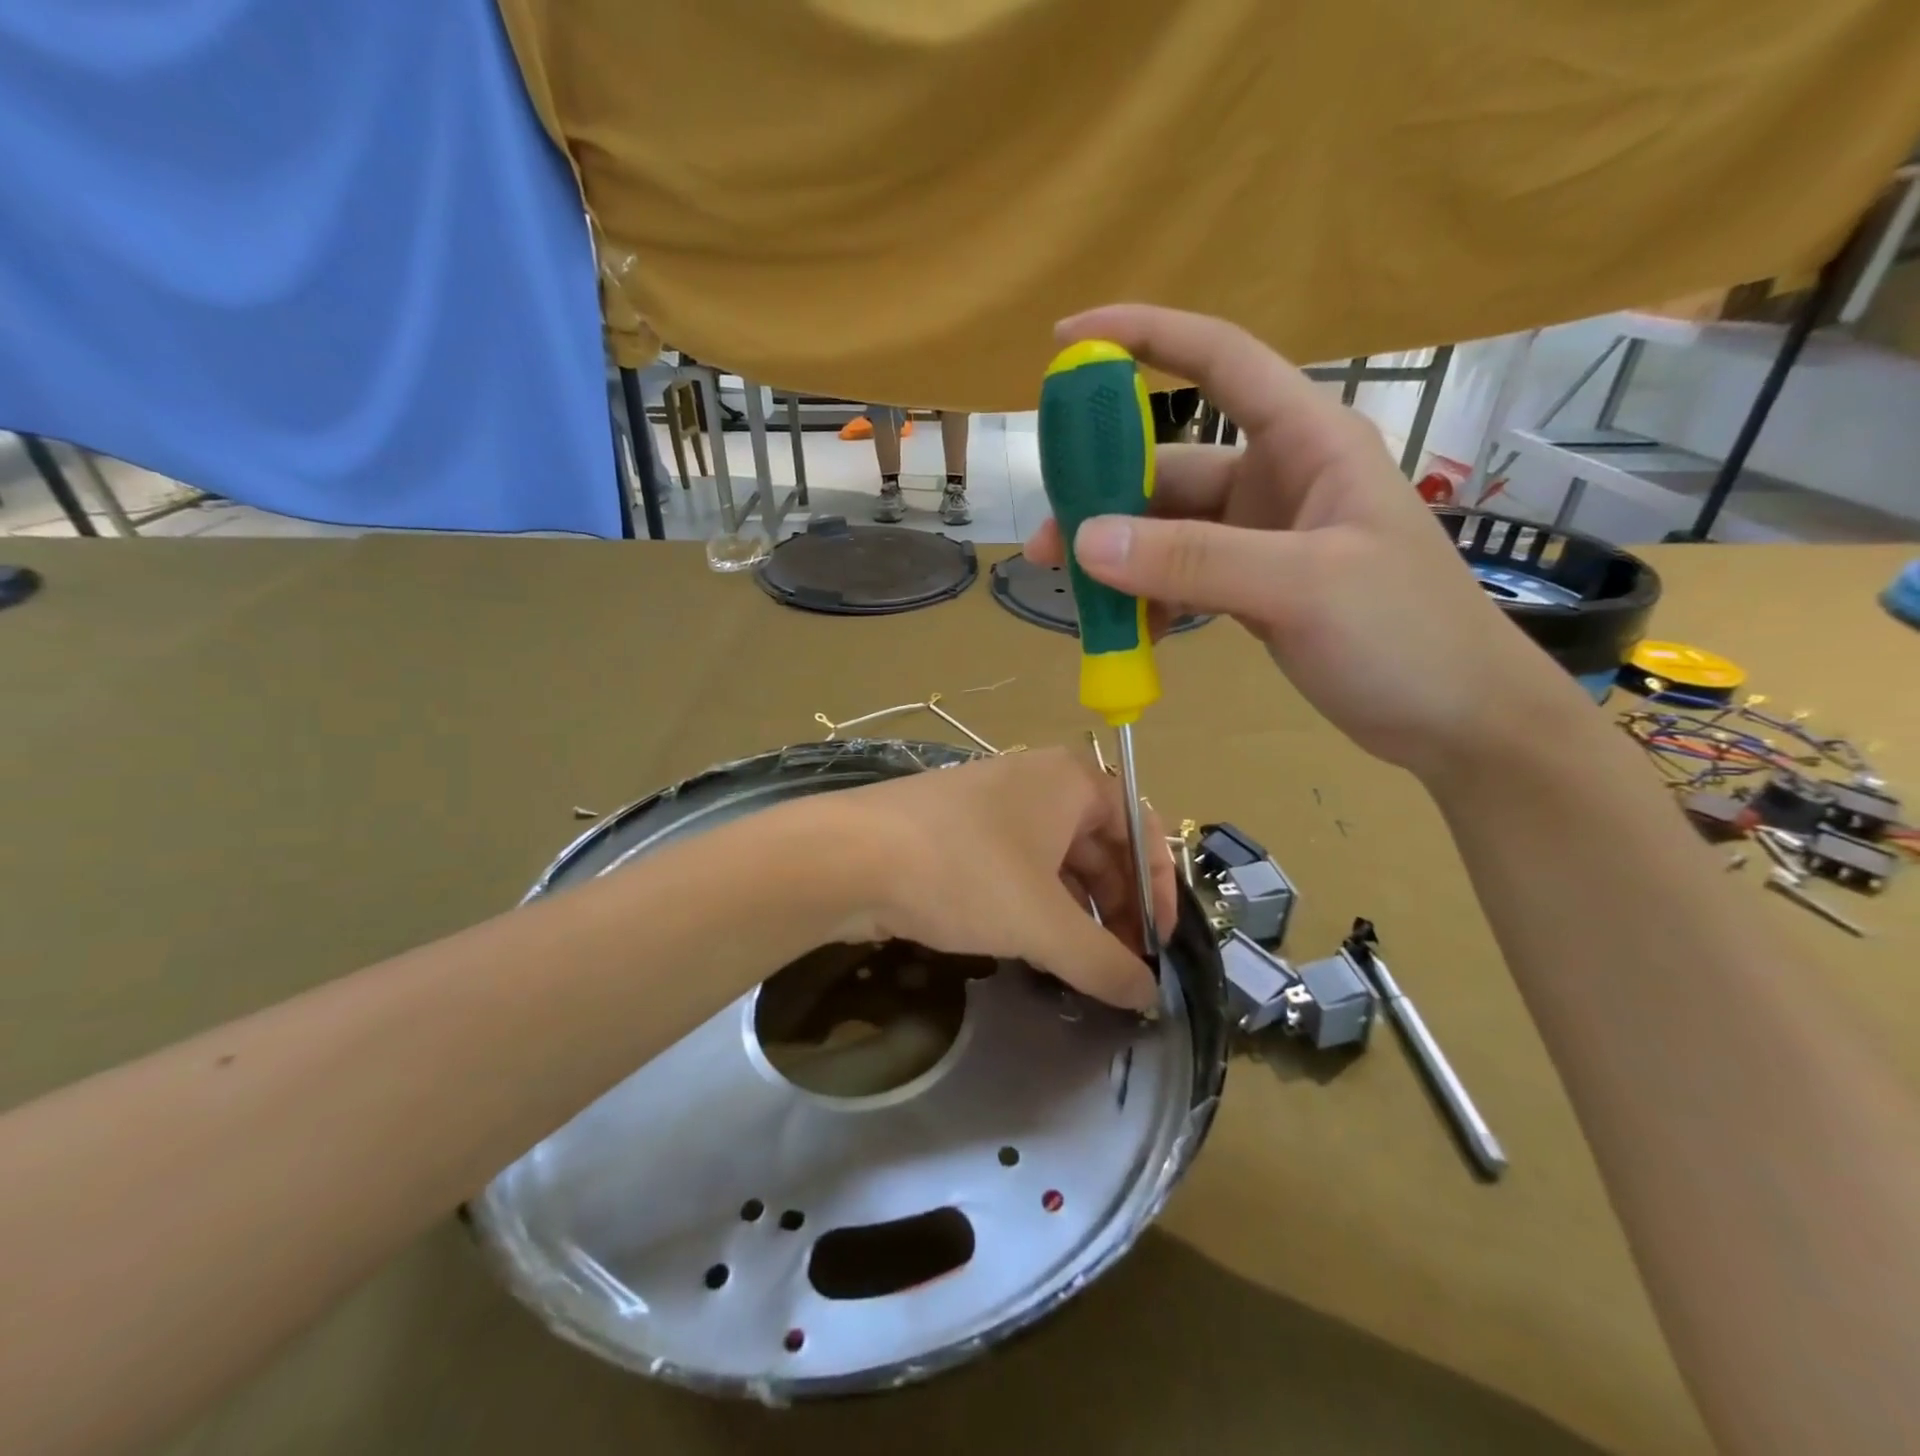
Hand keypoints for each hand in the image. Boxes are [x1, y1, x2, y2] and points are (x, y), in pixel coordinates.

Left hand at [821, 748, 1175, 1011]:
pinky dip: (1034, 904)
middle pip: (1100, 844)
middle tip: (1120, 966)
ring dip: (1076, 911)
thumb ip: (1105, 963)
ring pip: (1055, 859)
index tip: (1157, 947)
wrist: (849, 857)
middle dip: (1116, 907)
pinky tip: (1031, 944)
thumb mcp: (1045, 924)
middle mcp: (1036, 780)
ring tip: (1079, 964)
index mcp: (1071, 780)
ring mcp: (992, 802)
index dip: (1159, 890)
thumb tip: (1147, 996)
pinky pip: (1016, 865)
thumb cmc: (965, 873)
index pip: (1141, 829)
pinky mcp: (956, 829)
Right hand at [1025, 305, 1569, 781]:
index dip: (1143, 337)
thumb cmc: (1406, 636)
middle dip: (1103, 501)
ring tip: (1076, 602)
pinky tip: (1127, 632)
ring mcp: (1262, 537)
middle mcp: (1278, 478)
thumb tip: (1084, 540)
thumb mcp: (1302, 587)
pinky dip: (1149, 599)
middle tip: (1045, 548)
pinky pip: (1182, 578)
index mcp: (1307, 442)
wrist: (1457, 720)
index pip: (1219, 358)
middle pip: (1170, 467)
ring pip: (1168, 531)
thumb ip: (1193, 560)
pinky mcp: (1254, 587)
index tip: (1067, 342)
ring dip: (1120, 562)